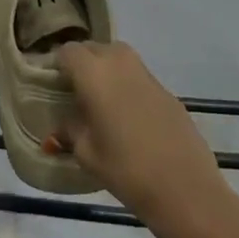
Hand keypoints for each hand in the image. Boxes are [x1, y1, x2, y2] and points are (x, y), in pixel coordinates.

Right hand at [52, 41, 223, 229]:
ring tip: (100, 100)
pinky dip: (128, 85)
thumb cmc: (126, 169)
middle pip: (94, 48)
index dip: (57, 64)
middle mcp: (120, 64)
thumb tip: (61, 127)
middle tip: (74, 90)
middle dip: (82, 62)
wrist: (185, 189)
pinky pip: (139, 77)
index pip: (67, 51)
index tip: (52, 84)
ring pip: (119, 57)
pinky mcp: (168, 92)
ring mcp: (148, 76)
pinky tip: (128, 116)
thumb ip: (69, 132)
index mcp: (94, 73)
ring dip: (106, 69)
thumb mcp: (86, 153)